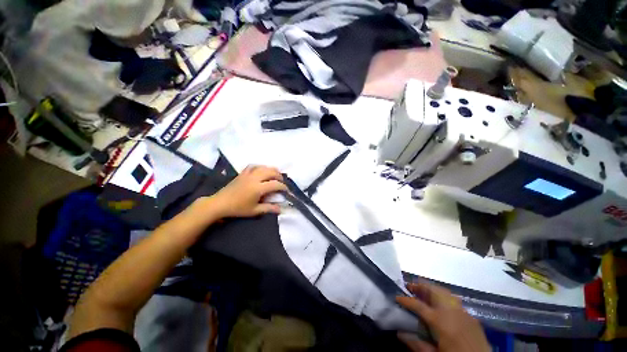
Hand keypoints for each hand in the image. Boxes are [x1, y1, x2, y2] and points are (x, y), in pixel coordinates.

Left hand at [210, 165, 286, 217]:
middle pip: (271, 172)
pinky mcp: (242, 173)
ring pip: (263, 167)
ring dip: (271, 170)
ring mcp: (248, 174)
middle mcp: (255, 178)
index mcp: (258, 188)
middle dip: (279, 176)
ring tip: (275, 175)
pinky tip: (261, 170)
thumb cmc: (238, 208)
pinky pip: (253, 166)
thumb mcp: (254, 211)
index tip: (286, 190)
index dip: (283, 187)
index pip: (275, 184)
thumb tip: (280, 209)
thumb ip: (269, 208)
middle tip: (282, 182)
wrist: (220, 203)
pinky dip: (260, 167)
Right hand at [396, 281, 489, 351]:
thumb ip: (416, 344)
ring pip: (444, 291)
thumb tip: (399, 333)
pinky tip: (440, 303)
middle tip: (409, 287)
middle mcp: (450, 311)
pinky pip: (454, 299)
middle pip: (432, 290)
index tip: (396, 297)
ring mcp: (462, 311)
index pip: (417, 305)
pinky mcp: (471, 315)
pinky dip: (443, 296)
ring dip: (431, 289)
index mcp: (439, 321)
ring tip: (423, 291)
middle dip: (419, 286)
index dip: (405, 300)